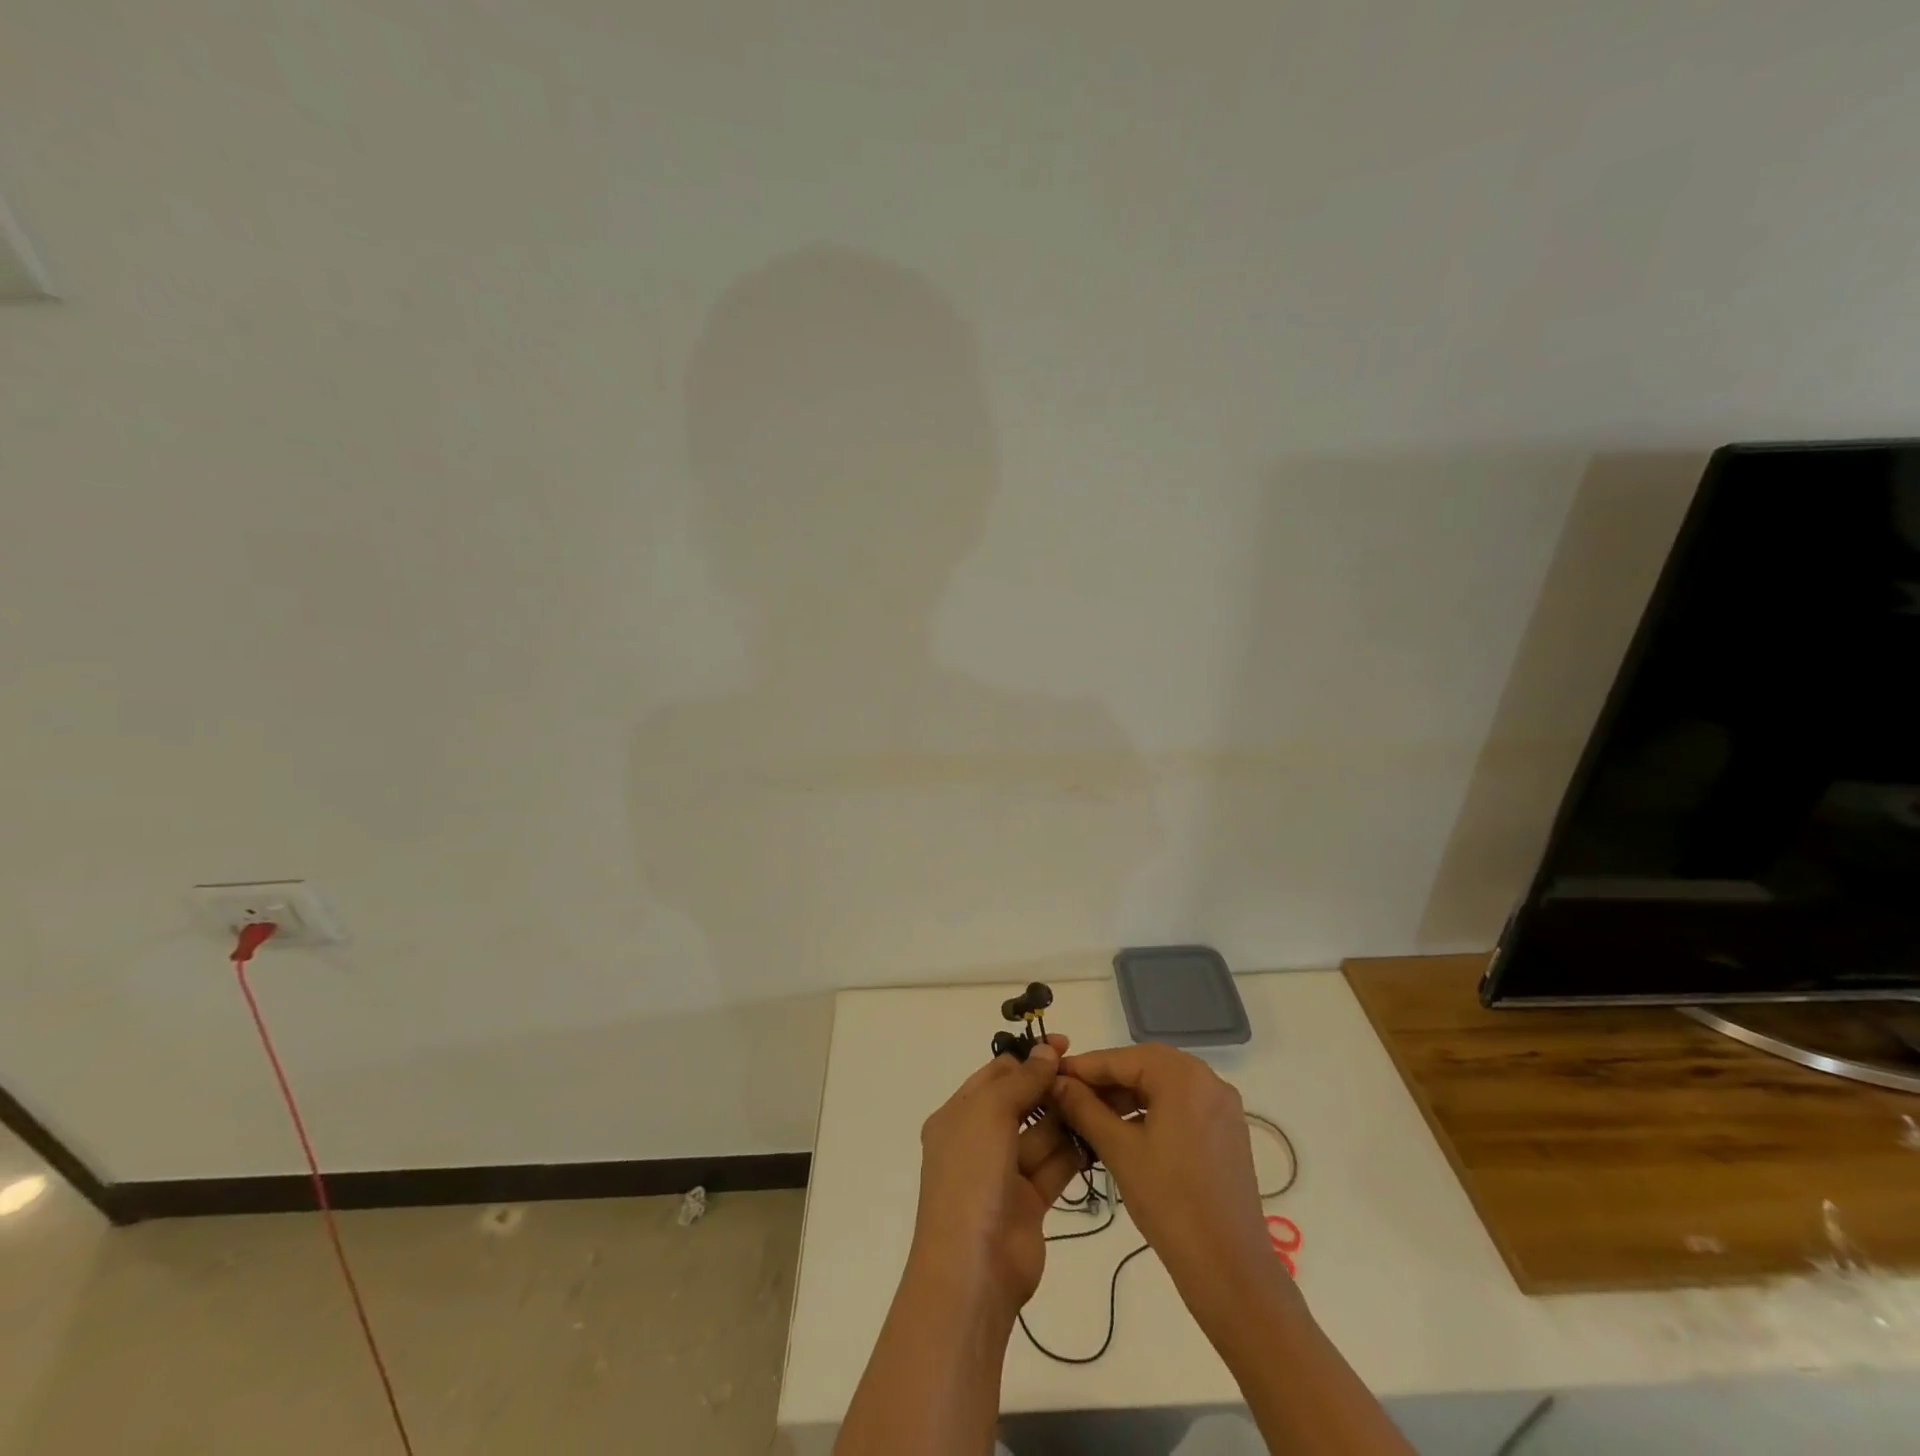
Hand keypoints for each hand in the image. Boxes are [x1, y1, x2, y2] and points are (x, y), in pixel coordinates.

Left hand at [908, 1035, 1086, 1322]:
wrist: (973, 1268)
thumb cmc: (972, 1176)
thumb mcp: (990, 1113)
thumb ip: (1022, 1081)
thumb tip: (1047, 1051)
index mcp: (958, 1115)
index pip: (996, 1074)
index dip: (1029, 1058)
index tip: (1065, 1045)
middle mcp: (979, 1140)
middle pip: (1020, 1102)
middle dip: (1050, 1087)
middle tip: (1089, 1074)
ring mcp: (1004, 1173)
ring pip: (1040, 1134)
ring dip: (1065, 1117)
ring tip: (1101, 1099)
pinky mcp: (1029, 1202)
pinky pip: (1053, 1166)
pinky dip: (1073, 1151)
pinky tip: (1100, 1133)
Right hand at [1049, 1043, 1280, 1316]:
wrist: (1230, 1269)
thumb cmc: (1170, 1202)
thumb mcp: (1119, 1150)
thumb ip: (1084, 1108)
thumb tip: (1056, 1082)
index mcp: (1183, 1076)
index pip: (1122, 1058)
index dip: (1084, 1067)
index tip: (1051, 1075)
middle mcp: (1208, 1079)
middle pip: (1145, 1066)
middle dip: (1106, 1079)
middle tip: (1069, 1095)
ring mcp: (1222, 1106)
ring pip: (1163, 1085)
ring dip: (1127, 1095)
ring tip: (1092, 1115)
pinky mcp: (1227, 1131)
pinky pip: (1182, 1105)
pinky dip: (1152, 1110)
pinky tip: (1127, 1130)